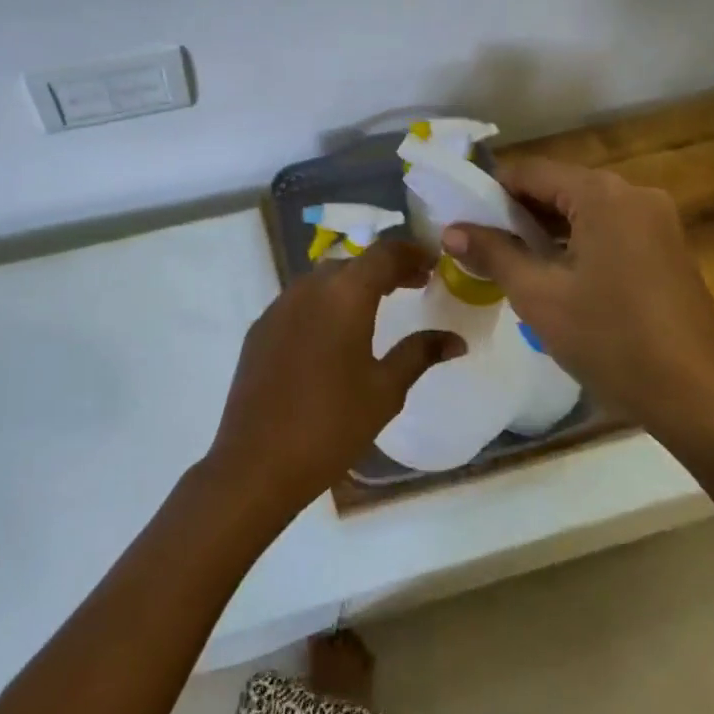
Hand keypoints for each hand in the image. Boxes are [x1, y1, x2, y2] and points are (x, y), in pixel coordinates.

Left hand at [205, 239, 460, 518]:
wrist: (257, 461)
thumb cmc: (331, 424)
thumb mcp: (385, 390)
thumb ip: (420, 354)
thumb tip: (456, 340)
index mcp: (344, 294)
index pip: (384, 253)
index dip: (411, 252)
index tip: (434, 263)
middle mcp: (310, 287)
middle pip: (354, 262)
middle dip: (386, 268)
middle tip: (415, 284)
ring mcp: (280, 305)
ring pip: (324, 278)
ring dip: (354, 282)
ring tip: (380, 303)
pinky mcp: (262, 326)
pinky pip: (301, 299)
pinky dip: (326, 300)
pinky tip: (336, 331)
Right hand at [441, 158, 713, 442]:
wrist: (702, 401)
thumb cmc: (612, 340)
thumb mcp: (538, 296)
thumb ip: (492, 253)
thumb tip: (451, 230)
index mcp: (602, 194)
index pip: (529, 171)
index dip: (489, 191)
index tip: (460, 219)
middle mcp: (633, 194)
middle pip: (558, 188)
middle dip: (516, 214)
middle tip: (479, 246)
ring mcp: (657, 222)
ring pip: (583, 211)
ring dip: (544, 232)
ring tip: (509, 264)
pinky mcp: (667, 250)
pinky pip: (608, 231)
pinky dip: (576, 245)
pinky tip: (555, 278)